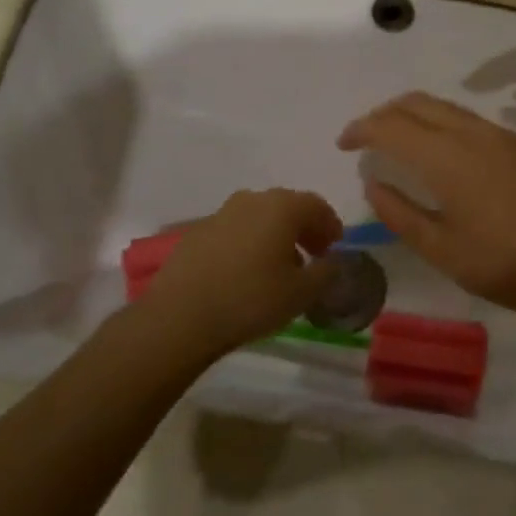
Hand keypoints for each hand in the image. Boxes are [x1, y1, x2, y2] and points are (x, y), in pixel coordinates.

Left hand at [143, 189, 343, 358]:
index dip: (330, 225)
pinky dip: (248, 243)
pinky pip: (235, 231)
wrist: (180, 316)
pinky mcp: (197, 233)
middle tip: (313, 255)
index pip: (316, 205)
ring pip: (259, 217)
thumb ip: (327, 272)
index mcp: (282, 206)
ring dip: (275, 235)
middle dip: (304, 229)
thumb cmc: (251, 299)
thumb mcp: (302, 292)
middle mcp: (252, 199)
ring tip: (279, 267)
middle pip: (287, 207)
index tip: (335, 247)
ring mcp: (221, 214)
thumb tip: (334, 261)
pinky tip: (246, 273)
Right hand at [337, 93, 515, 317]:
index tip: (344, 144)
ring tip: (399, 142)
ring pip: (446, 107)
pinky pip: (471, 121)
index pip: (391, 126)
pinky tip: (444, 155)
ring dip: (415, 116)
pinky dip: (443, 125)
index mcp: (447, 157)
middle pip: (417, 103)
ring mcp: (502, 135)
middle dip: (384, 114)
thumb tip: (373, 184)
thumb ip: (400, 213)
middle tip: (366, 138)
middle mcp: (472, 133)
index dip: (361, 129)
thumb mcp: (441, 250)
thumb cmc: (504, 265)